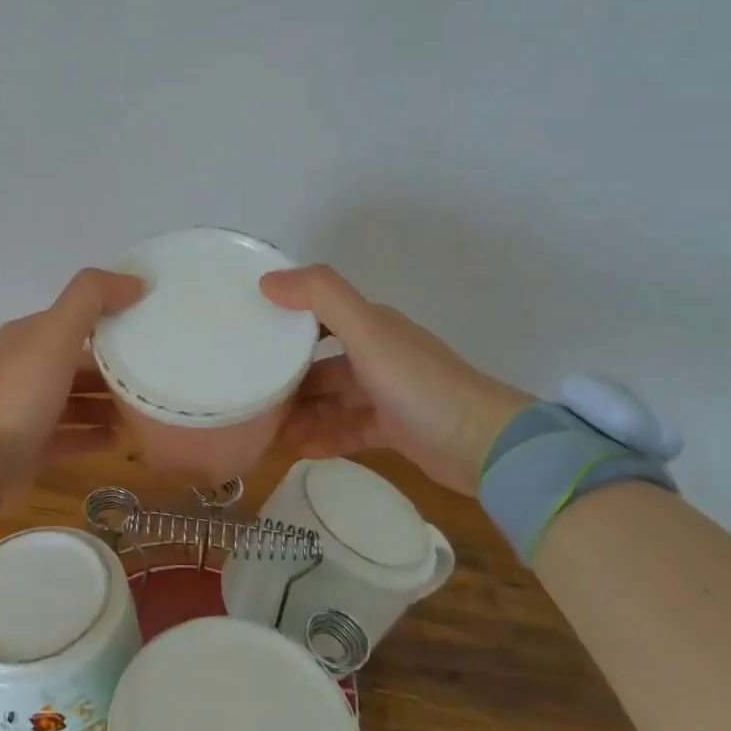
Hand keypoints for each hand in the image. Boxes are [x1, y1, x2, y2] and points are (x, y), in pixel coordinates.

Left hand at [0, 268, 145, 509]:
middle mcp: (23, 369)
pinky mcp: (31, 447)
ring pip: (76, 400)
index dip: (109, 319)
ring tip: (145, 409)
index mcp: (25, 337)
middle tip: (154, 373)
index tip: (149, 325)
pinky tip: (124, 439)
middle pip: (77, 361)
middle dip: (113, 367)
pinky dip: (97, 434)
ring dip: (109, 403)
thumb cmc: (20, 394)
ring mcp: (25, 410)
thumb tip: (135, 280)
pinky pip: (72, 435)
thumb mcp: (56, 334)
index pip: (74, 319)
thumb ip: (92, 299)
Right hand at [260, 266, 532, 495]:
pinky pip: (347, 431)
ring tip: (265, 432)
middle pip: (320, 365)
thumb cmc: (419, 384)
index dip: (284, 324)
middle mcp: (377, 357)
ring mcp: (386, 396)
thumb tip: (267, 280)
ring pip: (331, 401)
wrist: (484, 445)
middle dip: (286, 380)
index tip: (246, 337)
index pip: (318, 318)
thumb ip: (322, 298)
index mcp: (372, 328)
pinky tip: (298, 450)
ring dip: (301, 414)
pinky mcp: (394, 431)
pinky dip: (324, 438)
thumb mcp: (368, 333)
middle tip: (249, 397)